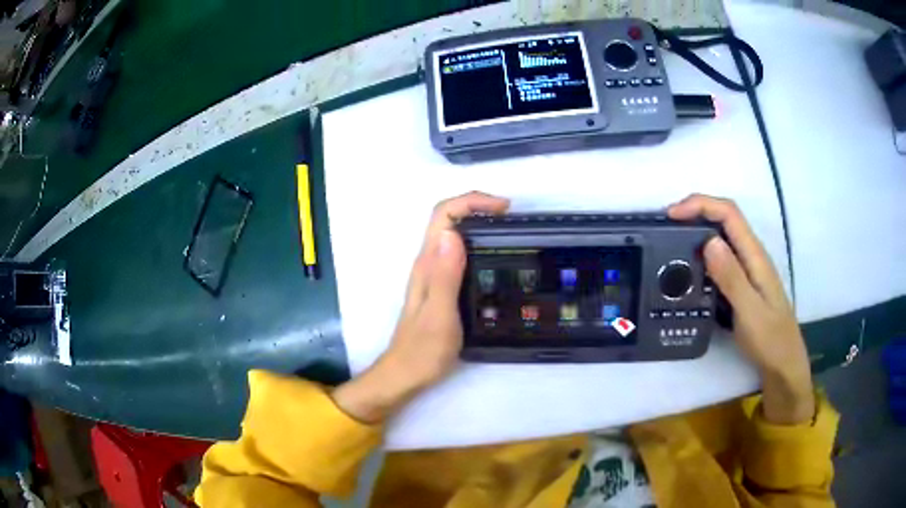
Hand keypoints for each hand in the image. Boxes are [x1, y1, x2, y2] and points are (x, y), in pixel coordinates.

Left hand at [332, 192, 509, 422]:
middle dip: (478, 208)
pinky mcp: (441, 287)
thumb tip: (452, 233)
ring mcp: (433, 275)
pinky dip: (478, 245)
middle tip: (513, 218)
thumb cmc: (423, 350)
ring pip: (454, 235)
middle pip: (448, 219)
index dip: (471, 202)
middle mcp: (428, 263)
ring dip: (479, 224)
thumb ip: (445, 276)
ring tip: (510, 233)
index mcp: (427, 264)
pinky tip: (495, 259)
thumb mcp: (439, 315)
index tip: (503, 208)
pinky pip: (458, 254)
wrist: (406, 374)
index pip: (443, 215)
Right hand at [669, 194, 814, 424]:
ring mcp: (748, 269)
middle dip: (696, 213)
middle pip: (724, 219)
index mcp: (755, 256)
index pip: (729, 213)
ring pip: (722, 237)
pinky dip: (703, 255)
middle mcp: (752, 255)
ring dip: (698, 231)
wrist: (783, 364)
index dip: (700, 204)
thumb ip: (732, 277)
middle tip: (666, 227)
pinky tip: (690, 270)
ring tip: (672, 244)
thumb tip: (708, 241)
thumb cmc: (770, 339)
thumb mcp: (750, 312)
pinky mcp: (743, 283)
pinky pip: (721, 259)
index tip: (672, 214)